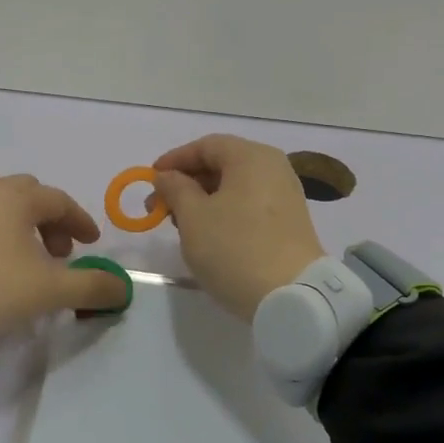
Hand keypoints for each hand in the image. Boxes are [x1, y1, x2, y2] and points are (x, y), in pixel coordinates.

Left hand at [0, 170, 129, 337]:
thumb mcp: (49, 291)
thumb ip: (91, 287)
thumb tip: (123, 288)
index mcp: (16, 198)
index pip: (58, 201)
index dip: (79, 221)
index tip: (91, 244)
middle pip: (24, 192)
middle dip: (45, 218)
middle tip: (55, 251)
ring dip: (7, 215)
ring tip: (12, 246)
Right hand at [152, 135, 325, 320]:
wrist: (292, 297)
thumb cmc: (235, 248)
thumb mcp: (193, 217)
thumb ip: (175, 189)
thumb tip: (167, 176)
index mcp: (252, 157)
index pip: (206, 146)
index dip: (175, 159)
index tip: (151, 179)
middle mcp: (274, 168)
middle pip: (222, 164)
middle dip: (187, 183)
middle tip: (160, 206)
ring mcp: (285, 196)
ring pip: (235, 187)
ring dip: (203, 200)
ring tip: (180, 224)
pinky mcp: (289, 223)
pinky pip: (249, 206)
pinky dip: (224, 213)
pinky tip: (208, 235)